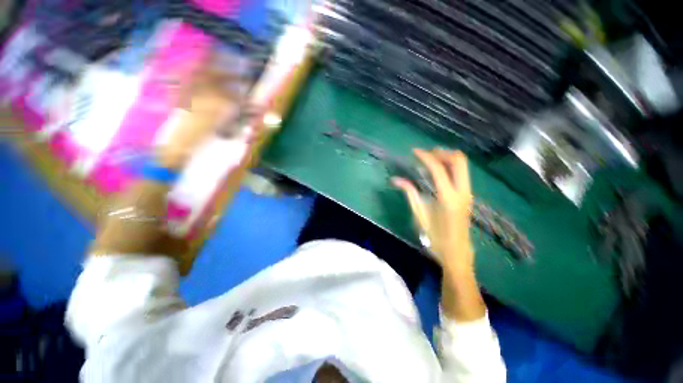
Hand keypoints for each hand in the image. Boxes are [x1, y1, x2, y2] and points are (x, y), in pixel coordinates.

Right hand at [392, 148, 473, 273]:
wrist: (456, 252)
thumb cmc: (435, 237)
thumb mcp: (419, 214)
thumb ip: (409, 193)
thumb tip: (395, 179)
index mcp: (448, 197)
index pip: (438, 168)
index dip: (426, 156)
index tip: (414, 151)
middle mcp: (462, 191)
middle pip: (459, 160)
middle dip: (442, 153)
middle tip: (426, 154)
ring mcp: (468, 193)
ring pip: (463, 165)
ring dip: (447, 158)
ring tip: (431, 160)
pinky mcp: (468, 195)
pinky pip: (462, 173)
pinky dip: (450, 167)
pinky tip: (438, 172)